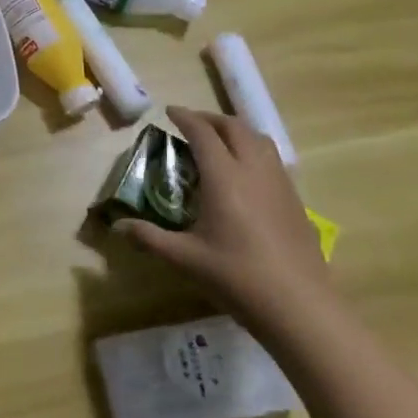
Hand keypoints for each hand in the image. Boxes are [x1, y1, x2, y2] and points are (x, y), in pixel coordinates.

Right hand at [115, 106, 330, 328]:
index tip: (170, 112)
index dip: (185, 118)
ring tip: (219, 141)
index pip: (203, 133)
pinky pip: (272, 159)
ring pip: (259, 139)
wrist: (299, 305)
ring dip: (236, 131)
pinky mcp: (295, 200)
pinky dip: (253, 149)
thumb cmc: (237, 276)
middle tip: (191, 124)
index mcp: (224, 177)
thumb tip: (118, 227)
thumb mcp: (185, 258)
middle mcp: (253, 170)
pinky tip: (244, 173)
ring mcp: (279, 183)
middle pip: (234, 127)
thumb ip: (149, 238)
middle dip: (210, 119)